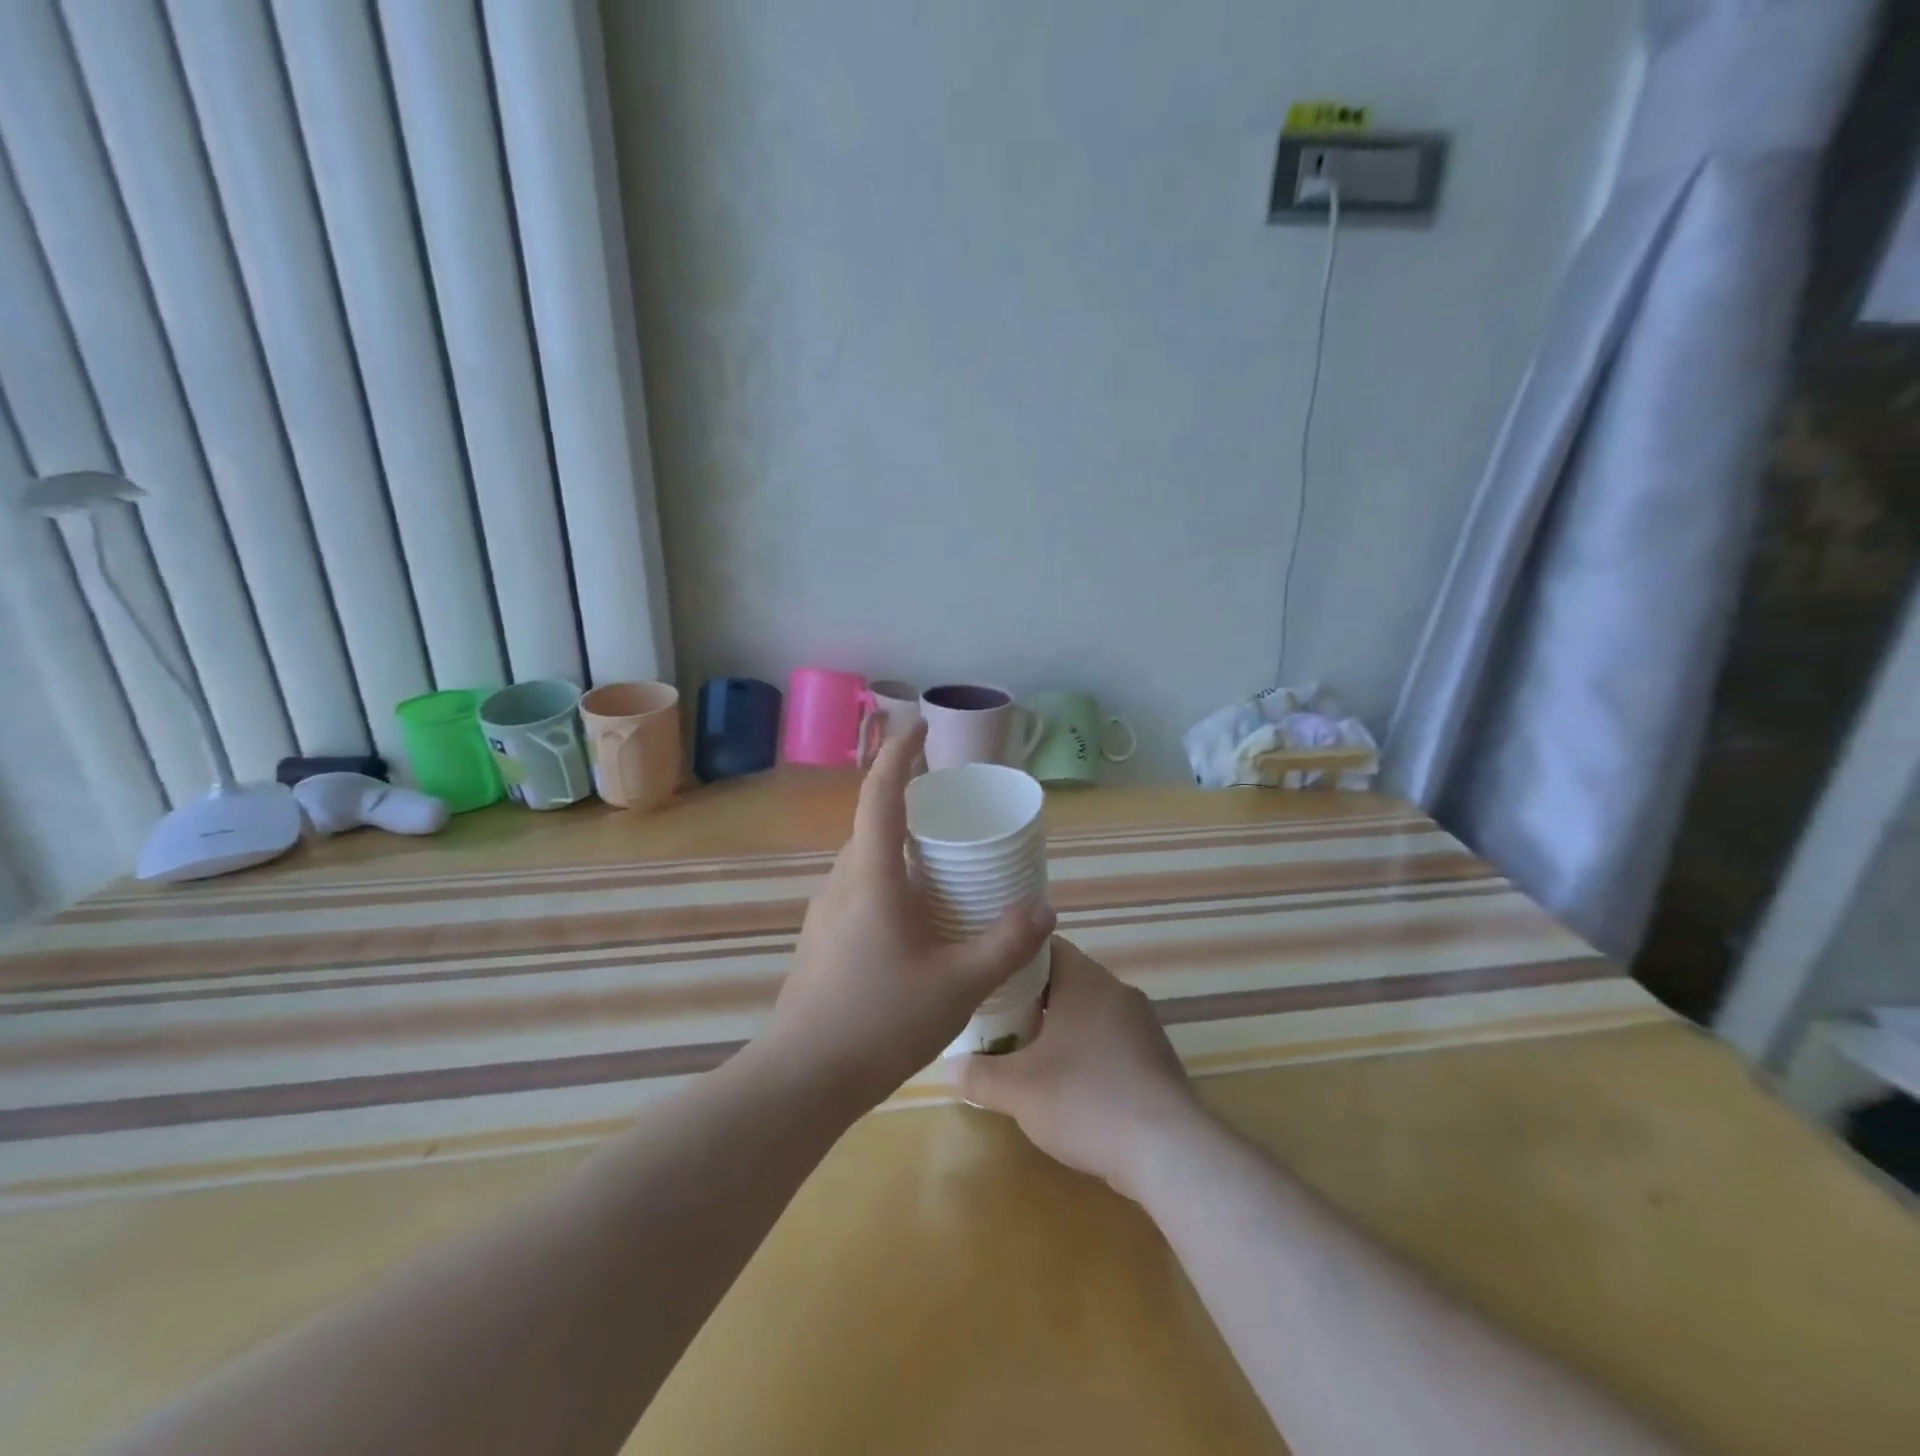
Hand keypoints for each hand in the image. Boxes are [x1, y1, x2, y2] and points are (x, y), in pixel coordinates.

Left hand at [765, 720, 1056, 1107]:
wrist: (802, 1080)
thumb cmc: (880, 1021)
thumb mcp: (958, 984)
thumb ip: (1006, 943)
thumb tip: (1044, 909)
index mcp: (871, 876)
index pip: (881, 794)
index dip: (900, 753)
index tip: (920, 725)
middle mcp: (841, 883)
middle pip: (873, 827)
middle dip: (908, 807)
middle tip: (952, 816)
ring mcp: (824, 914)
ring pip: (864, 864)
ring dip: (898, 853)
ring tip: (939, 873)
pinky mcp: (820, 942)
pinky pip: (858, 893)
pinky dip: (888, 886)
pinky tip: (913, 926)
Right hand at [956, 939, 1206, 1200]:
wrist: (1169, 1152)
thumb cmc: (1086, 1100)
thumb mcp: (1018, 1090)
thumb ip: (978, 1074)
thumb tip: (950, 1067)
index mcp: (1086, 981)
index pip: (1045, 946)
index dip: (1013, 957)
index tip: (989, 974)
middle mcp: (1117, 992)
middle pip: (1067, 979)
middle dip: (1032, 997)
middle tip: (998, 1017)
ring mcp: (1143, 1025)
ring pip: (1090, 1011)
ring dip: (1061, 1025)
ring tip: (1028, 1051)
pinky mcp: (1157, 1058)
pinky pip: (1112, 1039)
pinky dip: (1087, 1050)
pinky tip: (1070, 1083)